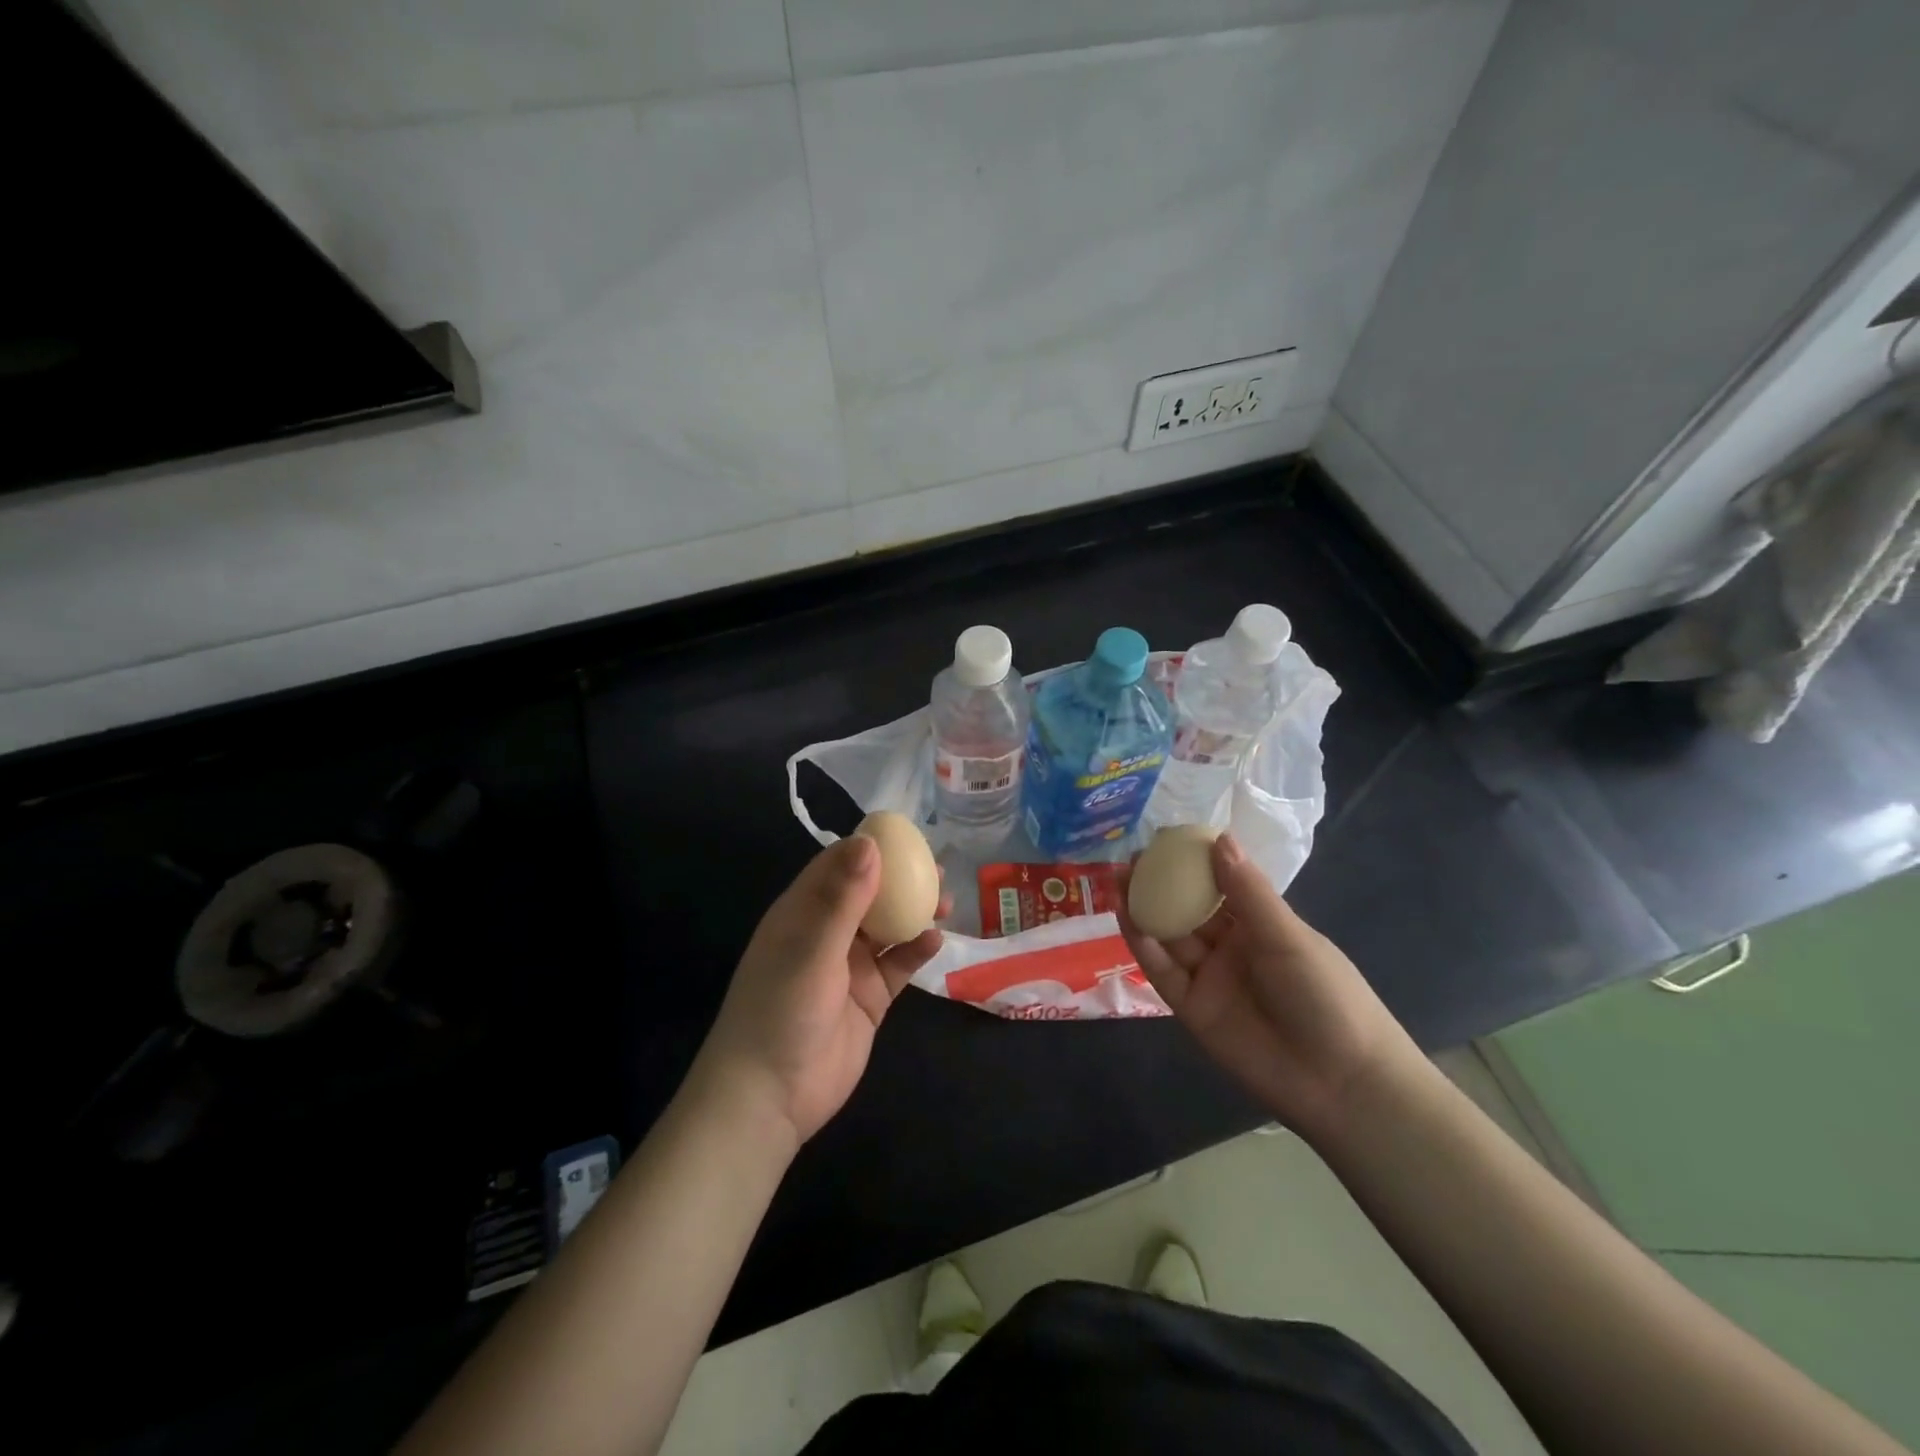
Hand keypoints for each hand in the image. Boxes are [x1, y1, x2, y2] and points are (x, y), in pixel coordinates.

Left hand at [692, 836, 944, 1147]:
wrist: (770, 1097)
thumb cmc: (782, 1011)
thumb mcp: (812, 948)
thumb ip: (843, 898)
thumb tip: (870, 842)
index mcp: (802, 913)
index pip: (837, 866)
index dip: (869, 848)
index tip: (906, 836)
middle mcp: (826, 933)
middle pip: (869, 893)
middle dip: (901, 879)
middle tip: (937, 867)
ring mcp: (849, 967)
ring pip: (888, 927)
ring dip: (915, 912)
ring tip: (947, 899)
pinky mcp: (869, 998)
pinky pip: (898, 965)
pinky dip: (916, 951)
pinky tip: (937, 941)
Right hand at [1117, 833, 1418, 1138]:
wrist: (1339, 1081)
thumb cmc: (1325, 995)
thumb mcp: (1288, 936)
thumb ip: (1247, 892)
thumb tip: (1219, 838)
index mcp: (1260, 924)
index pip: (1219, 884)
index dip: (1192, 861)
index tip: (1165, 837)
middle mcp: (1231, 947)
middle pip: (1187, 908)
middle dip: (1160, 882)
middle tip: (1131, 857)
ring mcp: (1210, 977)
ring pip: (1170, 936)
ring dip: (1144, 908)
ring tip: (1118, 879)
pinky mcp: (1192, 1008)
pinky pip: (1163, 971)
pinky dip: (1143, 945)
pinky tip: (1127, 917)